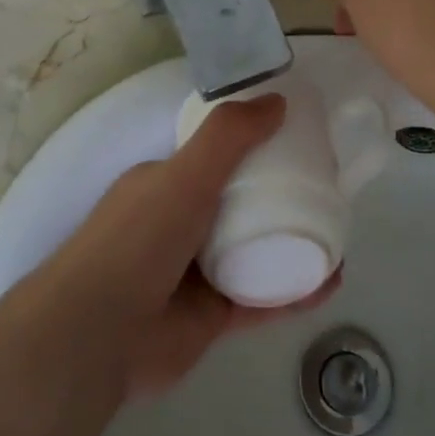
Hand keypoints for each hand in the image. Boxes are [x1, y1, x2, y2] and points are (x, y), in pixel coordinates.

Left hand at [31, 97, 335, 401]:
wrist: (98, 335)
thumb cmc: (138, 239)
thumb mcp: (183, 174)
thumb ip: (228, 136)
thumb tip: (277, 100)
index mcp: (165, 184)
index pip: (215, 156)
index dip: (253, 145)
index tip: (296, 139)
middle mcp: (180, 223)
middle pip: (239, 203)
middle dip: (280, 194)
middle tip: (326, 187)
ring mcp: (196, 273)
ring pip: (255, 251)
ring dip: (293, 241)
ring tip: (336, 232)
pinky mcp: (212, 316)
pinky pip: (262, 298)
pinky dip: (295, 290)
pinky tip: (330, 282)